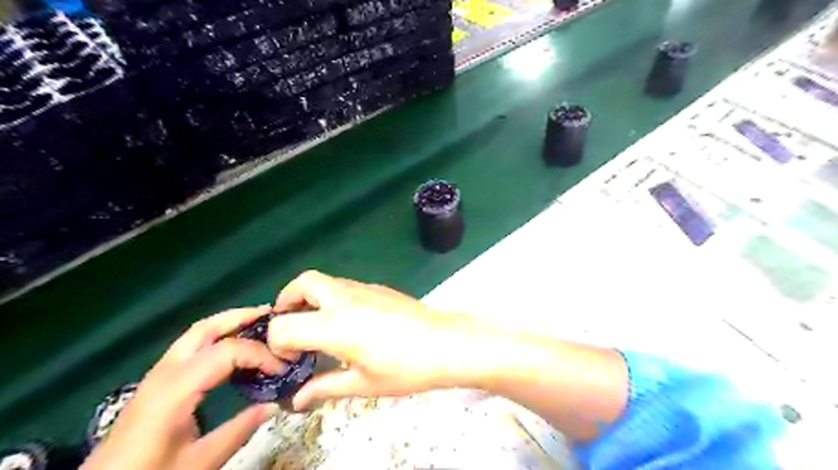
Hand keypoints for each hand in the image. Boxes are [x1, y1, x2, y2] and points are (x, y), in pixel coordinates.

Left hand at [83, 305, 284, 469]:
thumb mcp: (198, 463)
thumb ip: (238, 431)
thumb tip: (275, 405)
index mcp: (174, 389)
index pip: (227, 351)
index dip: (260, 354)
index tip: (283, 369)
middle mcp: (165, 373)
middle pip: (205, 329)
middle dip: (241, 317)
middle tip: (272, 317)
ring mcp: (157, 375)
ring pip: (196, 334)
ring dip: (229, 324)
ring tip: (258, 325)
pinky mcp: (156, 382)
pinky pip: (191, 347)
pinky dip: (217, 338)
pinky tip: (233, 350)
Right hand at [271, 270, 502, 409]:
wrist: (447, 343)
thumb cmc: (406, 369)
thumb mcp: (363, 384)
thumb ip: (325, 387)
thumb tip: (297, 399)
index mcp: (334, 325)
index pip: (284, 325)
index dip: (277, 344)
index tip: (292, 361)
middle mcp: (344, 298)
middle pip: (303, 283)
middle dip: (288, 302)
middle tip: (292, 327)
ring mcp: (364, 288)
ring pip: (326, 281)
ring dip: (312, 299)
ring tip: (319, 327)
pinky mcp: (379, 288)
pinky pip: (345, 286)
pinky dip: (333, 298)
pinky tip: (349, 323)